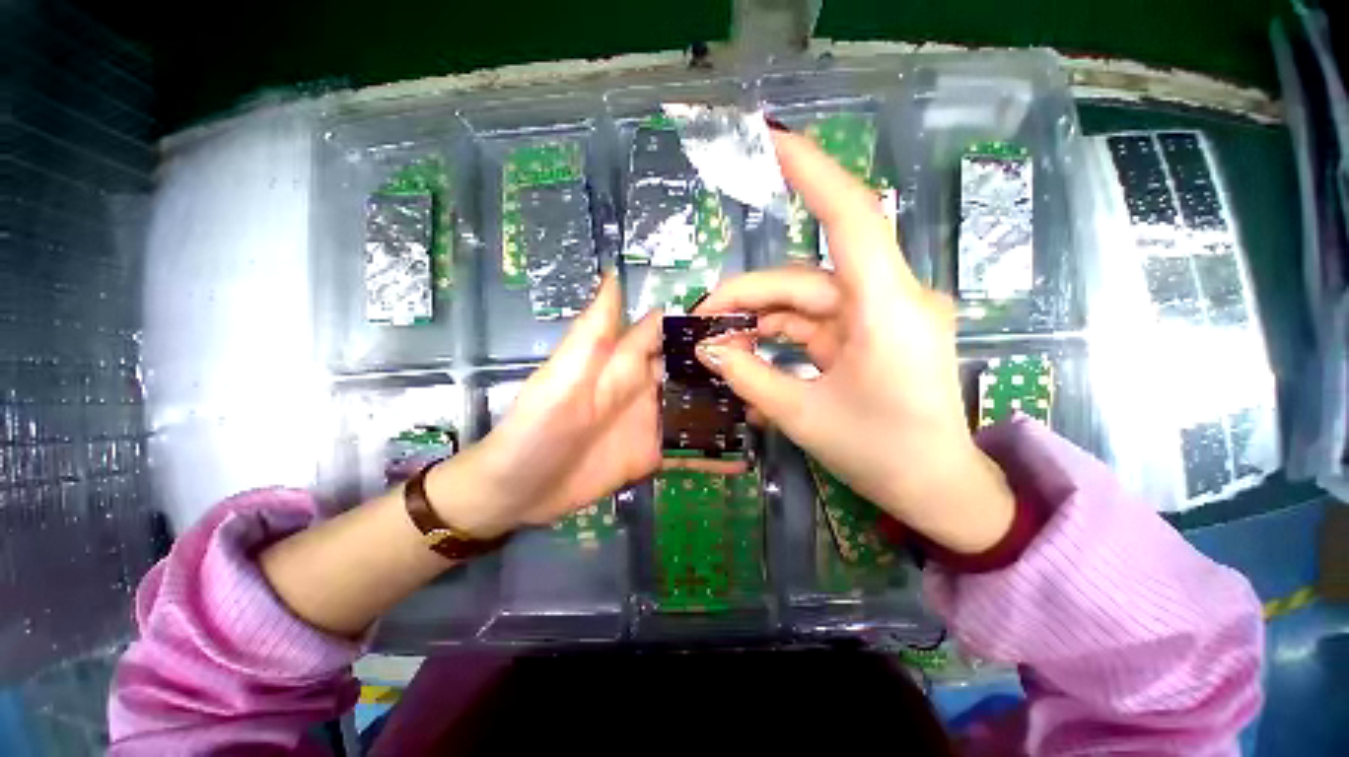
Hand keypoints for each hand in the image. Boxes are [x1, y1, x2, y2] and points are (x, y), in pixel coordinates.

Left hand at [426, 273, 739, 536]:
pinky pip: (688, 450)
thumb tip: (614, 275)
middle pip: (689, 369)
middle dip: (725, 366)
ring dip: (726, 408)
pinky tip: (743, 459)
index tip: (743, 320)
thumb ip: (592, 333)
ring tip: (767, 409)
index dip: (699, 323)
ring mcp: (651, 423)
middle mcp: (642, 388)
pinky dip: (713, 454)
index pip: (666, 332)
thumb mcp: (561, 378)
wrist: (516, 491)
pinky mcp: (652, 455)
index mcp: (623, 363)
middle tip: (768, 368)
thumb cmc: (534, 430)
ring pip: (695, 407)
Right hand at [694, 131, 1014, 553]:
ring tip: (719, 347)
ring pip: (805, 304)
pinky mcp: (872, 336)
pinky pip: (816, 327)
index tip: (770, 142)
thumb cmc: (882, 454)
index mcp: (887, 308)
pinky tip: (751, 363)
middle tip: (702, 322)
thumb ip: (749, 376)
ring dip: (759, 321)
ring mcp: (881, 317)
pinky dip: (781, 341)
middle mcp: (889, 299)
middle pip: (804, 280)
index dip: (812, 172)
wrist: (937, 490)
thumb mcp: (803, 416)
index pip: (851, 216)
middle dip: (747, 297)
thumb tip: (707, 350)